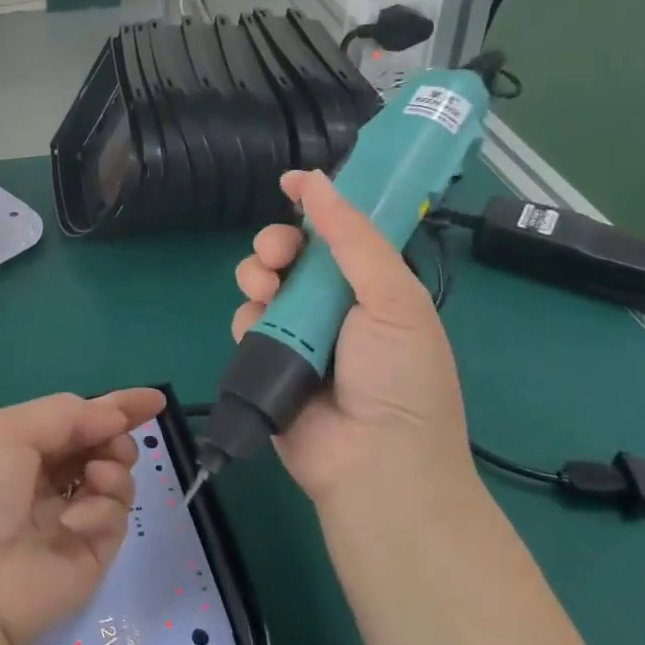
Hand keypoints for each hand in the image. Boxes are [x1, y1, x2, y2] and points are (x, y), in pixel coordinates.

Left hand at [0, 389, 163, 644]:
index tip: (154, 400)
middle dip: (116, 437)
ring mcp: (70, 518)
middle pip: (102, 447)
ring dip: (114, 468)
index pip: (77, 419)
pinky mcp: (90, 555)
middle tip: (113, 443)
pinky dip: (102, 511)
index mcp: (21, 447)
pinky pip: (115, 519)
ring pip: (117, 479)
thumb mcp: (8, 431)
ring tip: (97, 476)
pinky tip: (75, 522)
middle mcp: (46, 480)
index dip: (115, 407)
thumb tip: (114, 416)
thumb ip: (66, 414)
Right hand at [233, 170, 472, 507]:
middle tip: (278, 254)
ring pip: (262, 283)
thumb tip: (315, 179)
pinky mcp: (266, 360)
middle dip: (277, 243)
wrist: (375, 464)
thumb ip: (352, 237)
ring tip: (266, 291)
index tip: (290, 182)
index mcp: (373, 287)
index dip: (317, 204)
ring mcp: (297, 334)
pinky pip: (246, 321)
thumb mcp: (392, 297)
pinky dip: (249, 317)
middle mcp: (334, 306)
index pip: (340, 233)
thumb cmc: (398, 377)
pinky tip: (260, 327)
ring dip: (258, 275)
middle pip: (292, 254)